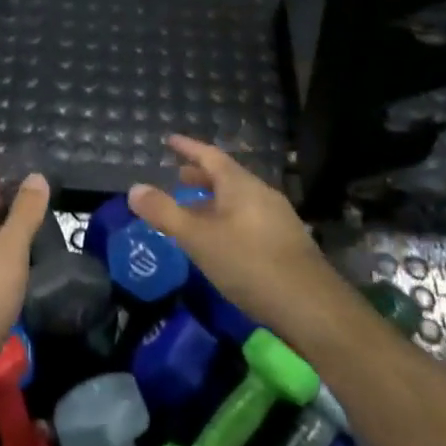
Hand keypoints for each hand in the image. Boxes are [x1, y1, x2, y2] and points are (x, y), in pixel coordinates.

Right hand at [128, 136, 338, 330]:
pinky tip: (220, 242)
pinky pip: (248, 220)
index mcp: (241, 185)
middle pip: (227, 178)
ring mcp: (278, 219)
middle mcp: (262, 195)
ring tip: (193, 211)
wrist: (311, 306)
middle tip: (178, 177)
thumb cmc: (248, 263)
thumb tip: (134, 189)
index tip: (170, 140)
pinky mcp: (286, 244)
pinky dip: (227, 220)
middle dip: (201, 177)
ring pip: (238, 201)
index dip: (189, 147)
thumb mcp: (198, 238)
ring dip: (213, 201)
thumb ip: (165, 213)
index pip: (210, 156)